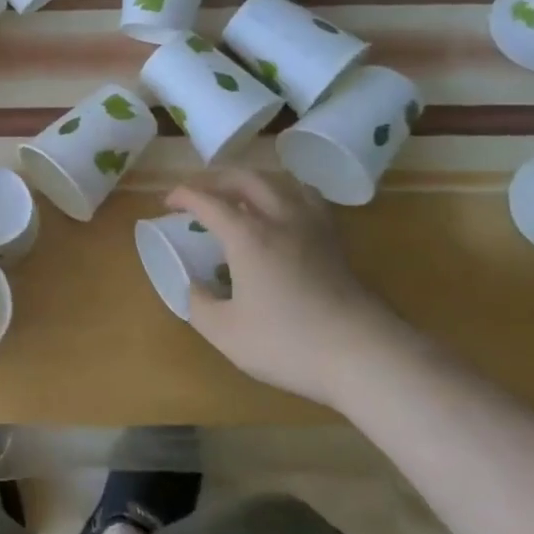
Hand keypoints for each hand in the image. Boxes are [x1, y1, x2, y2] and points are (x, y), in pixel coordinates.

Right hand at [168, 169, 415, 408]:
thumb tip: (192, 286)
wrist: (366, 356)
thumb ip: (199, 304)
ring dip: (250, 180)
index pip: (207, 200)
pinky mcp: (336, 241)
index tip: (167, 203)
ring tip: (238, 194)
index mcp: (247, 235)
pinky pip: (306, 198)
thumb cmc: (289, 343)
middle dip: (214, 178)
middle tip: (197, 191)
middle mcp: (279, 218)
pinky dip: (285, 193)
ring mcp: (312, 226)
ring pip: (279, 181)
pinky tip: (283, 211)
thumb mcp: (226, 333)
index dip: (182, 195)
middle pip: (244, 178)